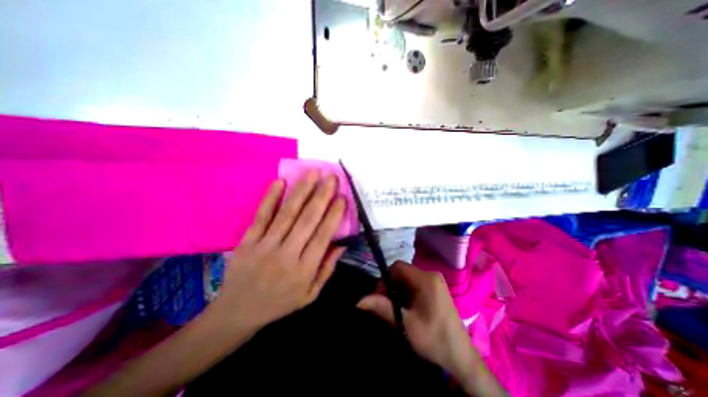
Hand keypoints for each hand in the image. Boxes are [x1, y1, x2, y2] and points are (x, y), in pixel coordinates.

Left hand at [217, 171, 347, 331]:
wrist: (237, 312)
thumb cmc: (280, 303)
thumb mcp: (310, 294)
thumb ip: (327, 268)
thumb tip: (342, 244)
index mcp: (304, 270)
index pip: (323, 236)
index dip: (334, 215)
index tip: (342, 197)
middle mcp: (286, 255)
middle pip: (307, 220)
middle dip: (321, 196)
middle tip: (331, 177)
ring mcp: (265, 246)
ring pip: (287, 214)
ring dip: (301, 191)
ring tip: (313, 173)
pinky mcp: (247, 241)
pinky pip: (261, 216)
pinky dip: (270, 198)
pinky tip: (280, 182)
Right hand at [360, 264, 474, 381]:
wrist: (461, 358)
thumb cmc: (434, 339)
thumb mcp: (406, 323)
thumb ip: (382, 308)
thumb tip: (359, 301)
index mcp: (426, 279)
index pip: (398, 267)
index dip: (385, 278)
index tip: (380, 295)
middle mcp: (431, 275)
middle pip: (402, 272)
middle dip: (391, 286)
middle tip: (386, 305)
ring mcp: (435, 282)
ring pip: (408, 279)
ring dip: (398, 291)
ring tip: (396, 309)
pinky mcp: (436, 289)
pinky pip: (415, 284)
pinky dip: (406, 294)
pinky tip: (406, 309)